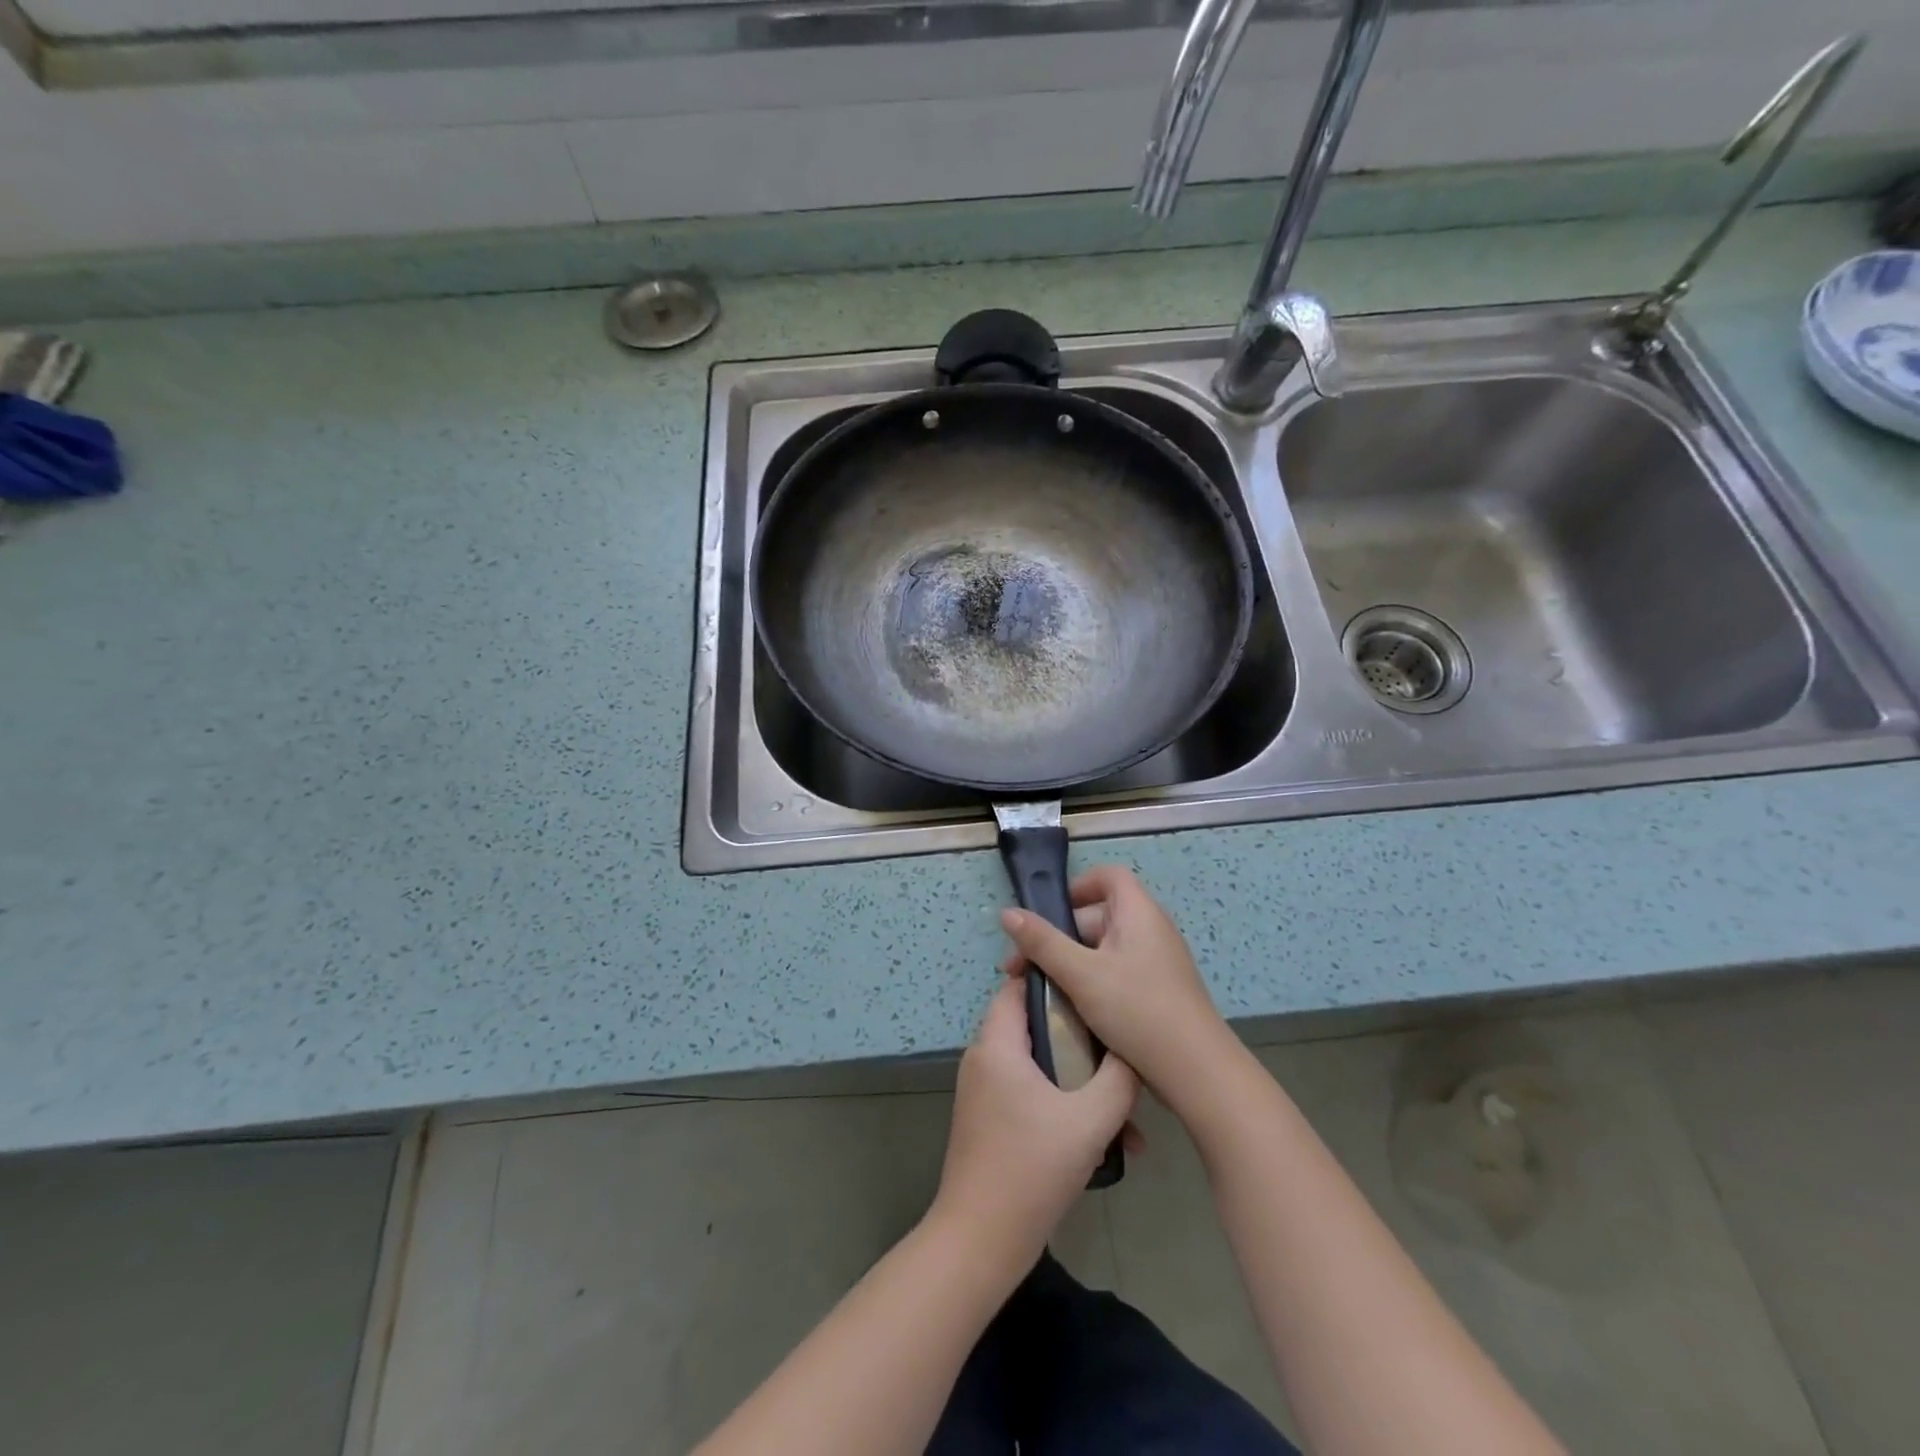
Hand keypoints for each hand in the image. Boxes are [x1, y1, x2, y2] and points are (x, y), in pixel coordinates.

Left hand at [931, 978, 1138, 1274]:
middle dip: (1081, 1037)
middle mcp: (985, 1059)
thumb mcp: (1089, 1121)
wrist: (980, 1241)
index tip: (1095, 985)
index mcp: (997, 1045)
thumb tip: (1134, 1051)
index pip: (1019, 987)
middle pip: (1036, 1026)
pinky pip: (1032, 1094)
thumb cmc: (1031, 1170)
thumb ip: (1118, 1079)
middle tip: (1120, 1047)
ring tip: (1126, 1111)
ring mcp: (986, 1092)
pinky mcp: (991, 1120)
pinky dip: (1064, 1106)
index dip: (1055, 979)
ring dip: (1081, 1081)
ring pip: (1040, 1066)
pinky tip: (1107, 1142)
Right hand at [999, 865, 1233, 1112]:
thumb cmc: (1137, 1010)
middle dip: (1058, 936)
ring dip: (1070, 963)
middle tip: (1023, 968)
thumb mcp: (1081, 974)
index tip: (1047, 913)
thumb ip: (1042, 942)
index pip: (1108, 877)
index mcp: (1138, 913)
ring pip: (1103, 949)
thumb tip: (1007, 913)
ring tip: (1040, 992)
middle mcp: (1150, 930)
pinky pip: (1116, 973)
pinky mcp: (1157, 992)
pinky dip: (1091, 982)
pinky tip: (1070, 1010)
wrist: (1196, 1072)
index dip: (1077, 886)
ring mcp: (1156, 962)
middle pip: (1098, 916)